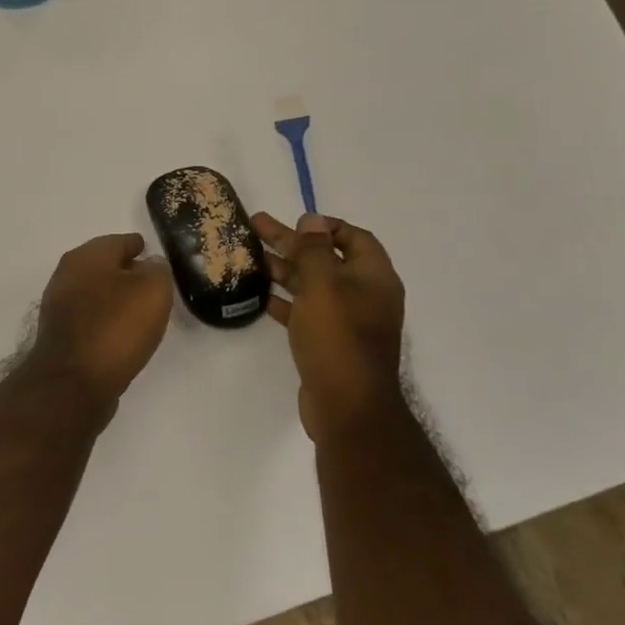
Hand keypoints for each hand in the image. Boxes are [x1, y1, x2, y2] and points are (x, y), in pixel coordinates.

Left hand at [30, 233, 173, 411]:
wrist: (73, 383)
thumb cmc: (115, 328)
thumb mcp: (152, 291)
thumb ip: (157, 271)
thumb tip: (150, 265)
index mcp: (86, 257)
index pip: (119, 242)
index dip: (139, 246)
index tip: (154, 253)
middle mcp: (67, 276)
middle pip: (104, 267)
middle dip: (126, 271)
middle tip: (153, 282)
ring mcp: (59, 307)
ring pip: (95, 293)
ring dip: (115, 297)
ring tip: (141, 309)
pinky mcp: (60, 337)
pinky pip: (91, 319)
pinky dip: (106, 320)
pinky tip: (122, 332)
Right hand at [253, 212, 406, 442]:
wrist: (347, 405)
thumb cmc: (337, 337)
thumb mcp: (323, 285)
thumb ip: (314, 250)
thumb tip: (312, 220)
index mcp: (373, 277)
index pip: (353, 237)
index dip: (324, 226)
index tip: (294, 221)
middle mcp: (364, 295)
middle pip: (326, 258)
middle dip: (292, 242)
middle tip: (257, 227)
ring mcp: (348, 321)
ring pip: (313, 285)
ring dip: (284, 270)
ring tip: (251, 257)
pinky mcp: (330, 343)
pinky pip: (306, 312)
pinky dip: (285, 301)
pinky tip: (261, 295)